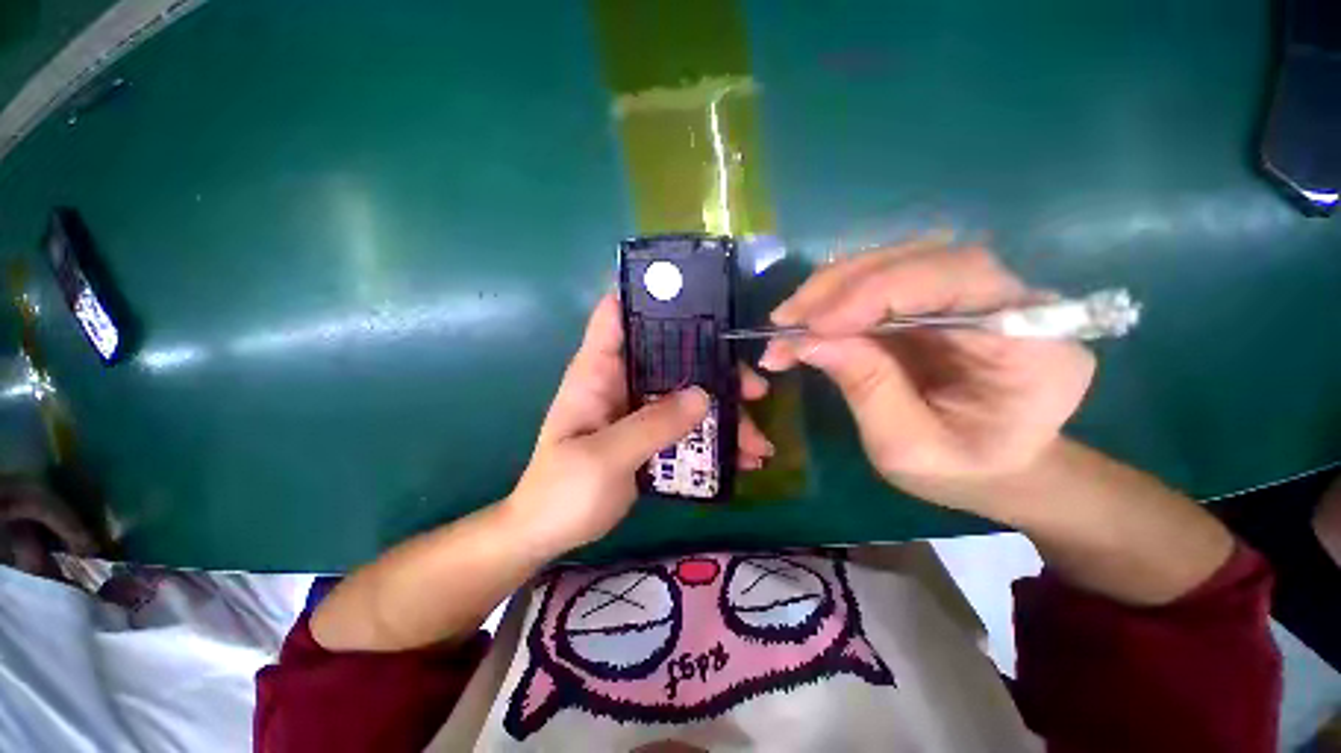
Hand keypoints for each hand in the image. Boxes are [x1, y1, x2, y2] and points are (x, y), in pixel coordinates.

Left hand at [504, 294, 772, 555]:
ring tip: (758, 445)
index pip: (617, 314)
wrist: (549, 532)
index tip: (699, 297)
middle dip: (715, 368)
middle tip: (755, 389)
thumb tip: (704, 395)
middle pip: (673, 355)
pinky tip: (742, 460)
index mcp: (598, 372)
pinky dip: (714, 439)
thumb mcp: (604, 458)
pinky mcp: (649, 433)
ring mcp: (638, 408)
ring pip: (687, 394)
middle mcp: (621, 381)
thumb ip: (651, 425)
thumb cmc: (563, 492)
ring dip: (724, 413)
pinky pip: (687, 425)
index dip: (651, 296)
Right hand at [758, 241, 1094, 515]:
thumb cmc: (960, 470)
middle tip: (785, 320)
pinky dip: (835, 298)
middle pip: (921, 258)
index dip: (879, 291)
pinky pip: (881, 280)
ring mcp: (971, 293)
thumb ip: (866, 388)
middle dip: (842, 286)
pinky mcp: (936, 298)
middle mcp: (1009, 301)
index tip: (814, 325)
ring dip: (831, 288)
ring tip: (788, 322)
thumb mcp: (907, 447)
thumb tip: (806, 340)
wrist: (991, 467)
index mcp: (1032, 345)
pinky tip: (807, 322)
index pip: (959, 279)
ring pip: (894, 261)